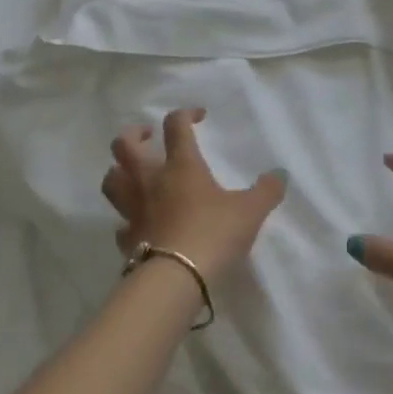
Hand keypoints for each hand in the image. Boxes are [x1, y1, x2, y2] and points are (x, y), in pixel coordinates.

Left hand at [100, 108, 287, 284]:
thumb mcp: (250, 211)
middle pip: (124, 146)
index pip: (176, 126)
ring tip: (133, 173)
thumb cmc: (213, 234)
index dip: (185, 114)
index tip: (198, 117)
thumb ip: (266, 191)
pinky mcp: (126, 239)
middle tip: (147, 136)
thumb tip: (280, 175)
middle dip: (133, 135)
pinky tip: (139, 222)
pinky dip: (126, 218)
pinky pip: (120, 222)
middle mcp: (150, 180)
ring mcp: (133, 209)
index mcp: (181, 165)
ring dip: (119, 171)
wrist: (176, 279)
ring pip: (112, 179)